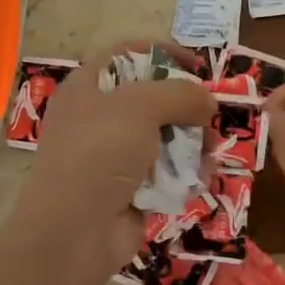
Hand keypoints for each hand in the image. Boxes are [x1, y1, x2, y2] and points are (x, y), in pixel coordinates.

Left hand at [11, 41, 213, 276]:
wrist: (73, 230)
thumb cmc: (100, 151)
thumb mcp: (142, 106)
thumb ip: (180, 94)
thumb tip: (208, 102)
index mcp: (87, 87)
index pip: (128, 55)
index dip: (163, 54)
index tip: (198, 67)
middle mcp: (96, 118)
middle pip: (151, 100)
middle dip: (185, 108)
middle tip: (210, 117)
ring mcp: (110, 157)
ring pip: (161, 139)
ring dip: (191, 144)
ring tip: (212, 153)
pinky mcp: (125, 192)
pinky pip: (162, 175)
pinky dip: (183, 175)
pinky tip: (201, 180)